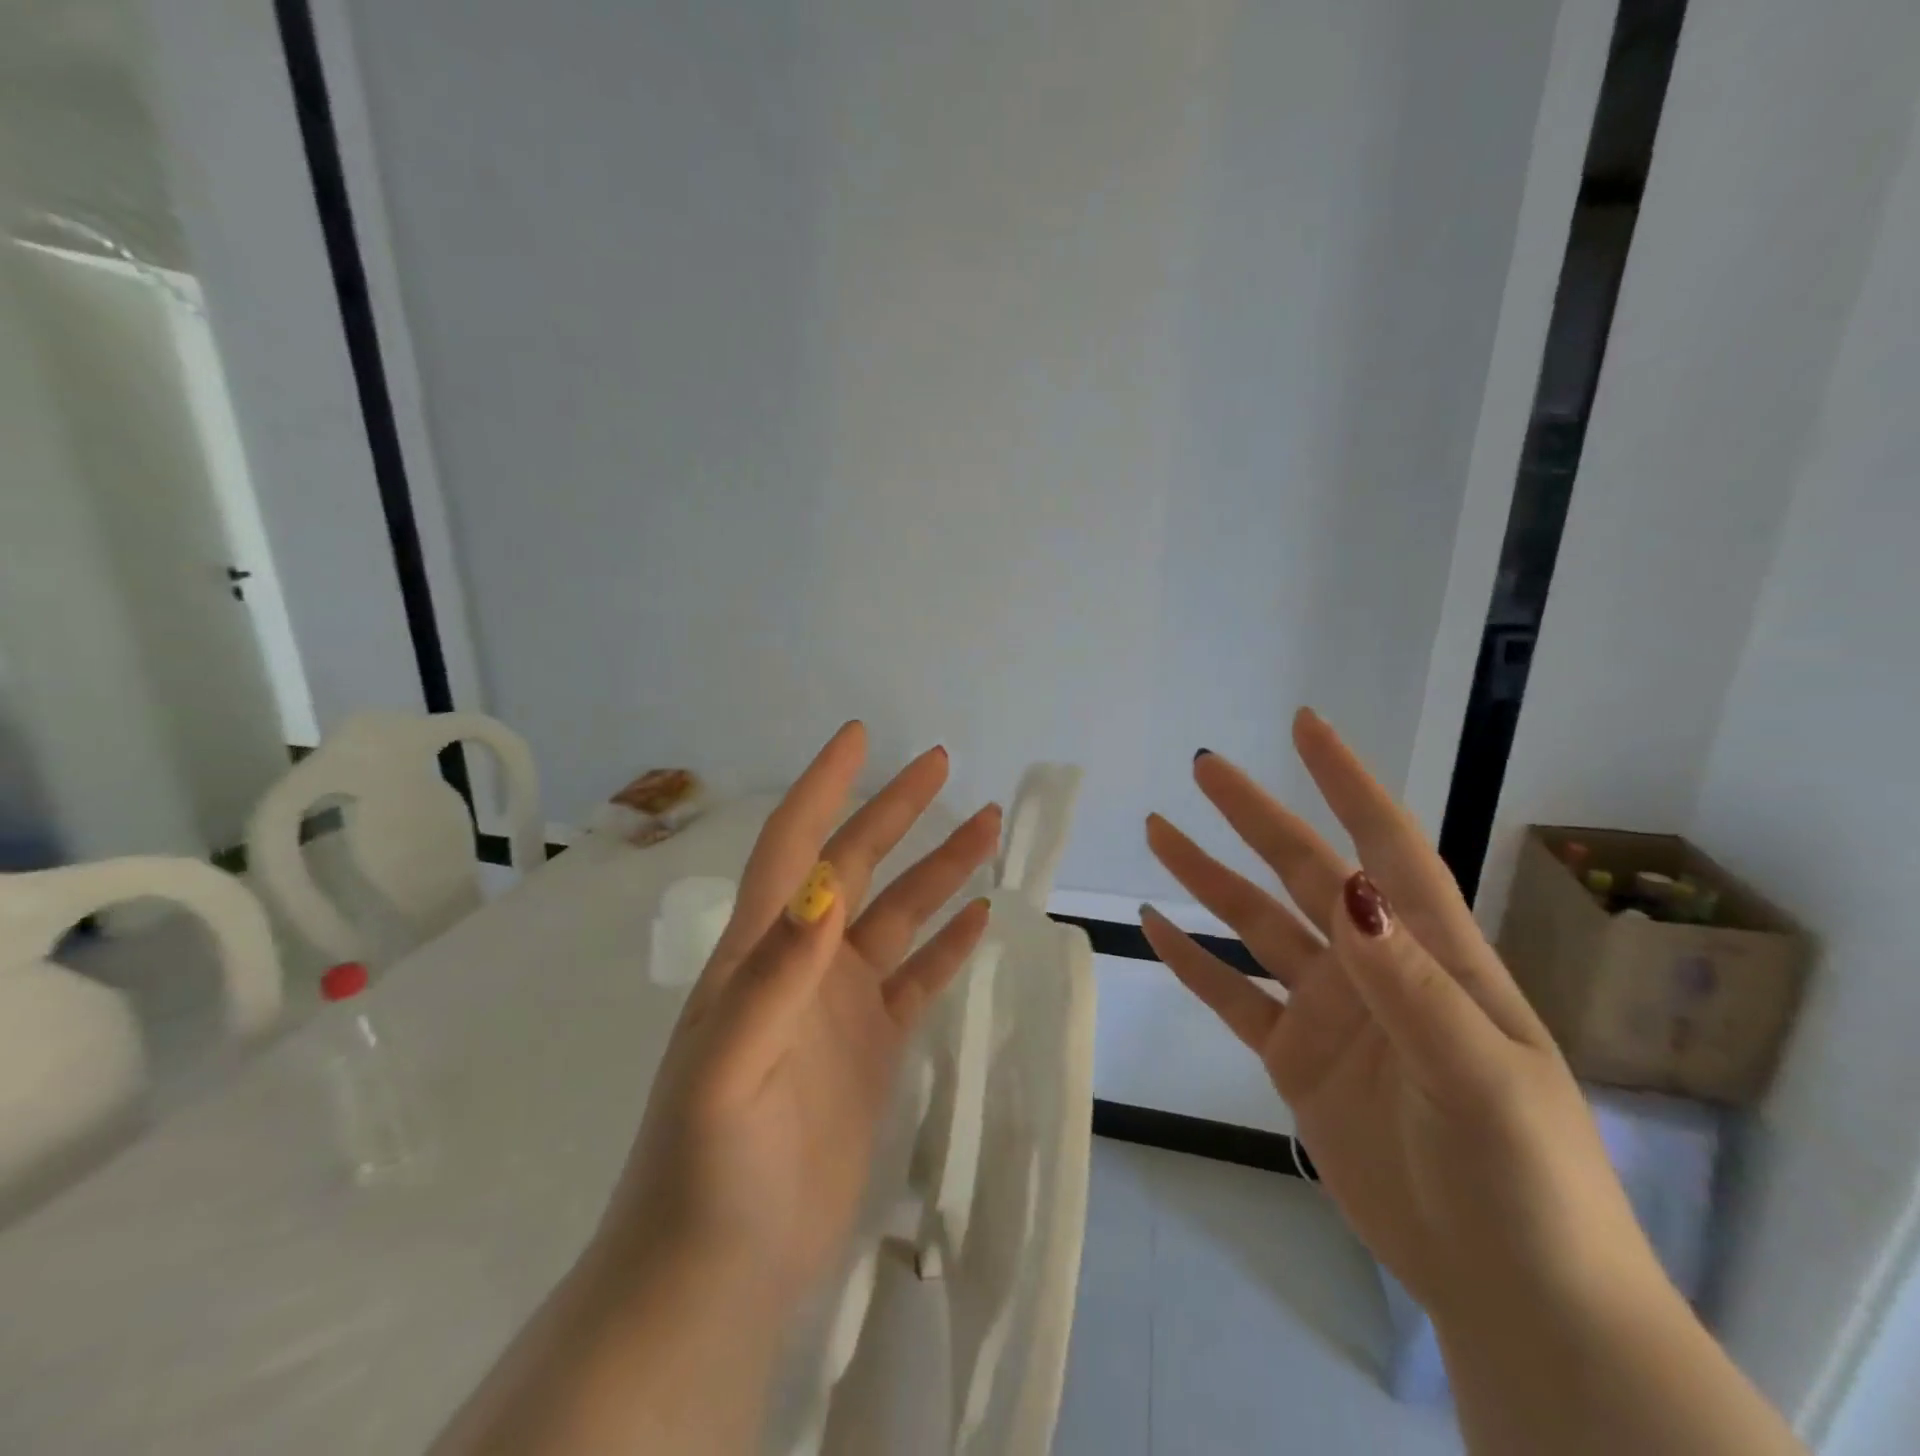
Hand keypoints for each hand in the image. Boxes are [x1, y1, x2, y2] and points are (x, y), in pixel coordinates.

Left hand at [596, 721, 1001, 1310]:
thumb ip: (775, 974)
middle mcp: (802, 962)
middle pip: (856, 866)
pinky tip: (980, 918)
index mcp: (761, 951)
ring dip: (940, 871)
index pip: (795, 846)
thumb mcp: (730, 1066)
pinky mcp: (871, 1047)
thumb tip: (826, 886)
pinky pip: (918, 979)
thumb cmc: (709, 1166)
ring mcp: (840, 1005)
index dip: (824, 787)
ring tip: (988, 827)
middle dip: (896, 811)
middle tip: (943, 766)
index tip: (860, 736)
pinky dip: (948, 945)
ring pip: (899, 916)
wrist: (721, 1272)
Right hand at [1141, 710, 1658, 1322]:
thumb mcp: (1477, 1075)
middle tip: (1204, 767)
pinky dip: (1192, 960)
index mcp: (1432, 954)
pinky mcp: (1295, 1059)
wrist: (1511, 1291)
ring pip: (1255, 925)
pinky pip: (1232, 995)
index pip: (1386, 846)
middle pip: (1304, 872)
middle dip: (1254, 816)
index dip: (1347, 783)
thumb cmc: (1523, 1177)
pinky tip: (1155, 927)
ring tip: (1157, 832)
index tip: (1306, 726)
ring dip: (1207, 878)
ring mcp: (1329, 1012)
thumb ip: (1408, 980)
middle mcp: (1374, 966)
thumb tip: (1347, 887)